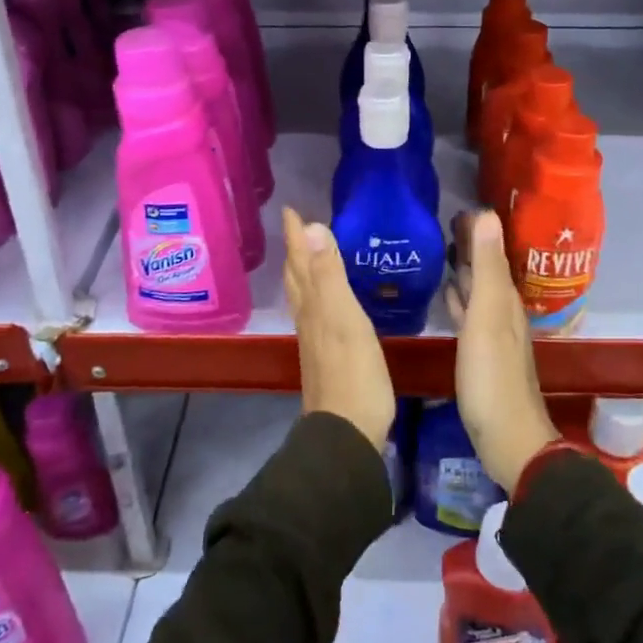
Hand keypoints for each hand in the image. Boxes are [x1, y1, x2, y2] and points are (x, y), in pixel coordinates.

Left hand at [283, 206, 395, 448]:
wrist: (347, 432)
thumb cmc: (353, 373)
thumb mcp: (345, 318)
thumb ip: (330, 275)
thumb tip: (313, 228)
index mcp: (313, 305)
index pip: (300, 261)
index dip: (295, 236)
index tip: (290, 209)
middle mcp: (309, 318)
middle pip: (297, 277)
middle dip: (296, 250)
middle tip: (297, 227)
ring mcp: (316, 340)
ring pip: (304, 296)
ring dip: (304, 272)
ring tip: (308, 256)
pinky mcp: (327, 356)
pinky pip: (316, 314)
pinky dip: (317, 296)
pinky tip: (326, 303)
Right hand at [445, 210, 557, 490]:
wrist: (507, 440)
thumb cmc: (492, 377)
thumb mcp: (488, 317)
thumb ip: (488, 268)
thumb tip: (488, 215)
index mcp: (506, 299)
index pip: (493, 252)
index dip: (477, 230)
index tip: (455, 208)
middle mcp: (503, 312)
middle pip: (486, 270)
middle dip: (469, 246)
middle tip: (442, 224)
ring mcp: (492, 334)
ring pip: (478, 290)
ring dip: (463, 271)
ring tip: (440, 251)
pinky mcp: (480, 354)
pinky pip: (469, 313)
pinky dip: (458, 298)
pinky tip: (446, 295)